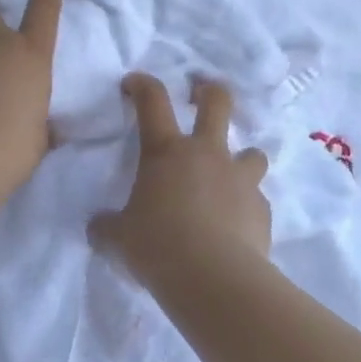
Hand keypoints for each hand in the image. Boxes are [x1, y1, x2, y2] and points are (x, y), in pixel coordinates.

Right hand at [89, 74, 270, 282]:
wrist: (213, 278)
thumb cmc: (156, 246)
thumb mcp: (118, 237)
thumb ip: (107, 226)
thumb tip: (98, 227)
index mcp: (166, 152)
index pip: (152, 101)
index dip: (142, 85)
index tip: (133, 84)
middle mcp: (207, 155)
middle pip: (218, 103)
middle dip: (210, 92)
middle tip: (202, 95)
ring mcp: (240, 179)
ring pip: (252, 152)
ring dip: (241, 159)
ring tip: (230, 177)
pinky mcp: (262, 209)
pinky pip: (256, 199)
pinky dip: (246, 206)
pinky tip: (235, 227)